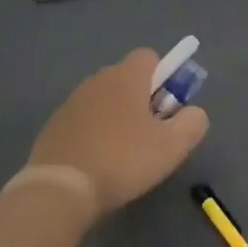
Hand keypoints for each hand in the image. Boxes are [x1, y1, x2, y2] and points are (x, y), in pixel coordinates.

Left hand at [25, 48, 207, 220]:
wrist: (60, 189)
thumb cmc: (123, 160)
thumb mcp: (173, 145)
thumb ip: (193, 122)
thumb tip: (192, 112)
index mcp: (126, 77)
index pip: (150, 57)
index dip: (165, 78)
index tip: (168, 108)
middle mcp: (97, 80)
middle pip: (128, 79)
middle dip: (143, 99)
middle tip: (151, 134)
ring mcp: (72, 102)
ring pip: (105, 100)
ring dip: (118, 117)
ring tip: (124, 153)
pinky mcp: (54, 125)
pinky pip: (85, 120)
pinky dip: (95, 133)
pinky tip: (98, 162)